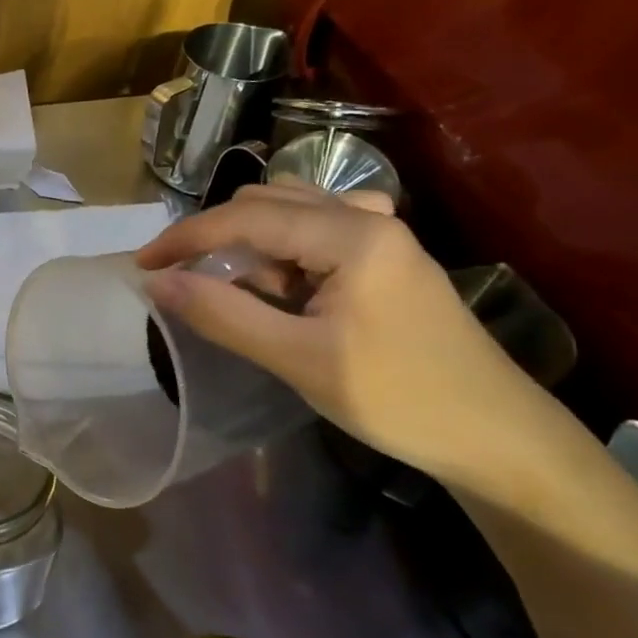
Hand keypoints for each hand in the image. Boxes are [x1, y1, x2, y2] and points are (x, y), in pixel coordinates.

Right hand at [137, 184, 562, 501]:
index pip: (245, 218)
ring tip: (236, 290)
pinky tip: (284, 284)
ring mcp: (384, 235)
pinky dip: (283, 250)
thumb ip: (222, 314)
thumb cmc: (396, 397)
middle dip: (216, 237)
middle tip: (185, 282)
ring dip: (251, 242)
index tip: (142, 266)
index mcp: (351, 236)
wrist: (495, 435)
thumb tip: (156, 283)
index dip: (185, 237)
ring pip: (292, 213)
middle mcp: (368, 218)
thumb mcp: (297, 359)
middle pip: (267, 203)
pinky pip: (318, 231)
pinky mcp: (389, 258)